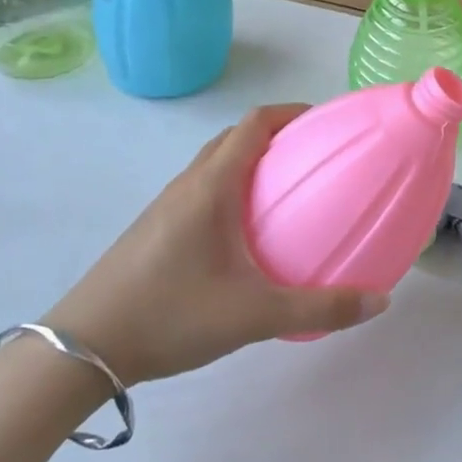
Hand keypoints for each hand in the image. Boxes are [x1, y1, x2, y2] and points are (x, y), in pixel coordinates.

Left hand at [44, 106, 387, 382]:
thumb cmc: (170, 315)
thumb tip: (380, 301)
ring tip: (285, 190)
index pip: (255, 123)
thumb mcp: (254, 315)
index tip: (324, 122)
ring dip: (249, 160)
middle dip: (275, 134)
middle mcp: (189, 184)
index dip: (291, 112)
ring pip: (214, 162)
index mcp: (213, 186)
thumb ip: (320, 308)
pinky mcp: (154, 229)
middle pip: (235, 136)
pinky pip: (201, 188)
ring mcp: (166, 206)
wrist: (81, 349)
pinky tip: (244, 232)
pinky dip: (229, 186)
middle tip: (312, 156)